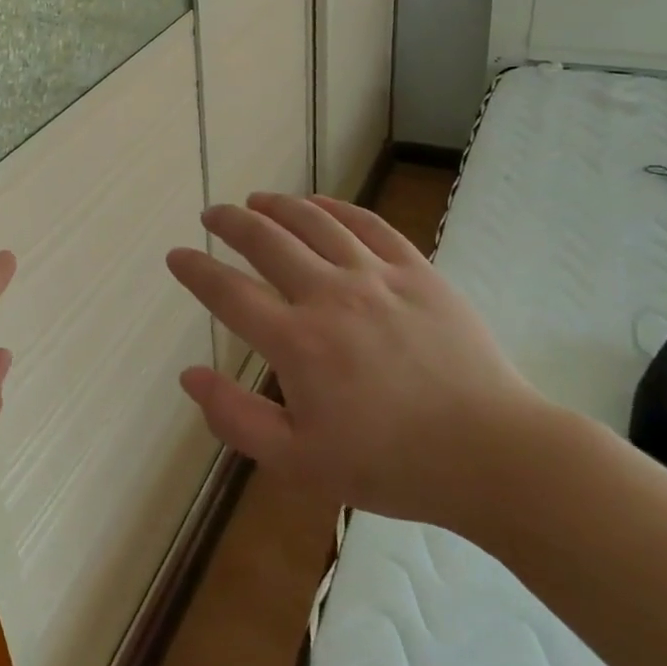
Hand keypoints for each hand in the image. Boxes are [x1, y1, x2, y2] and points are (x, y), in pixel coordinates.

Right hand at [167, 193, 547, 532]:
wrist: (490, 455)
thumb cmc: (390, 465)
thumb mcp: (299, 462)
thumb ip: (236, 418)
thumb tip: (190, 375)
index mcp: (298, 343)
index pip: (228, 293)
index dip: (196, 270)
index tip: (177, 256)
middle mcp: (330, 296)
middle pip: (266, 241)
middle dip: (230, 223)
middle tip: (211, 215)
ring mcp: (376, 277)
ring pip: (314, 222)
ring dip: (277, 206)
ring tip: (255, 200)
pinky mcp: (416, 270)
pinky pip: (367, 223)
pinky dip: (335, 206)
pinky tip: (317, 203)